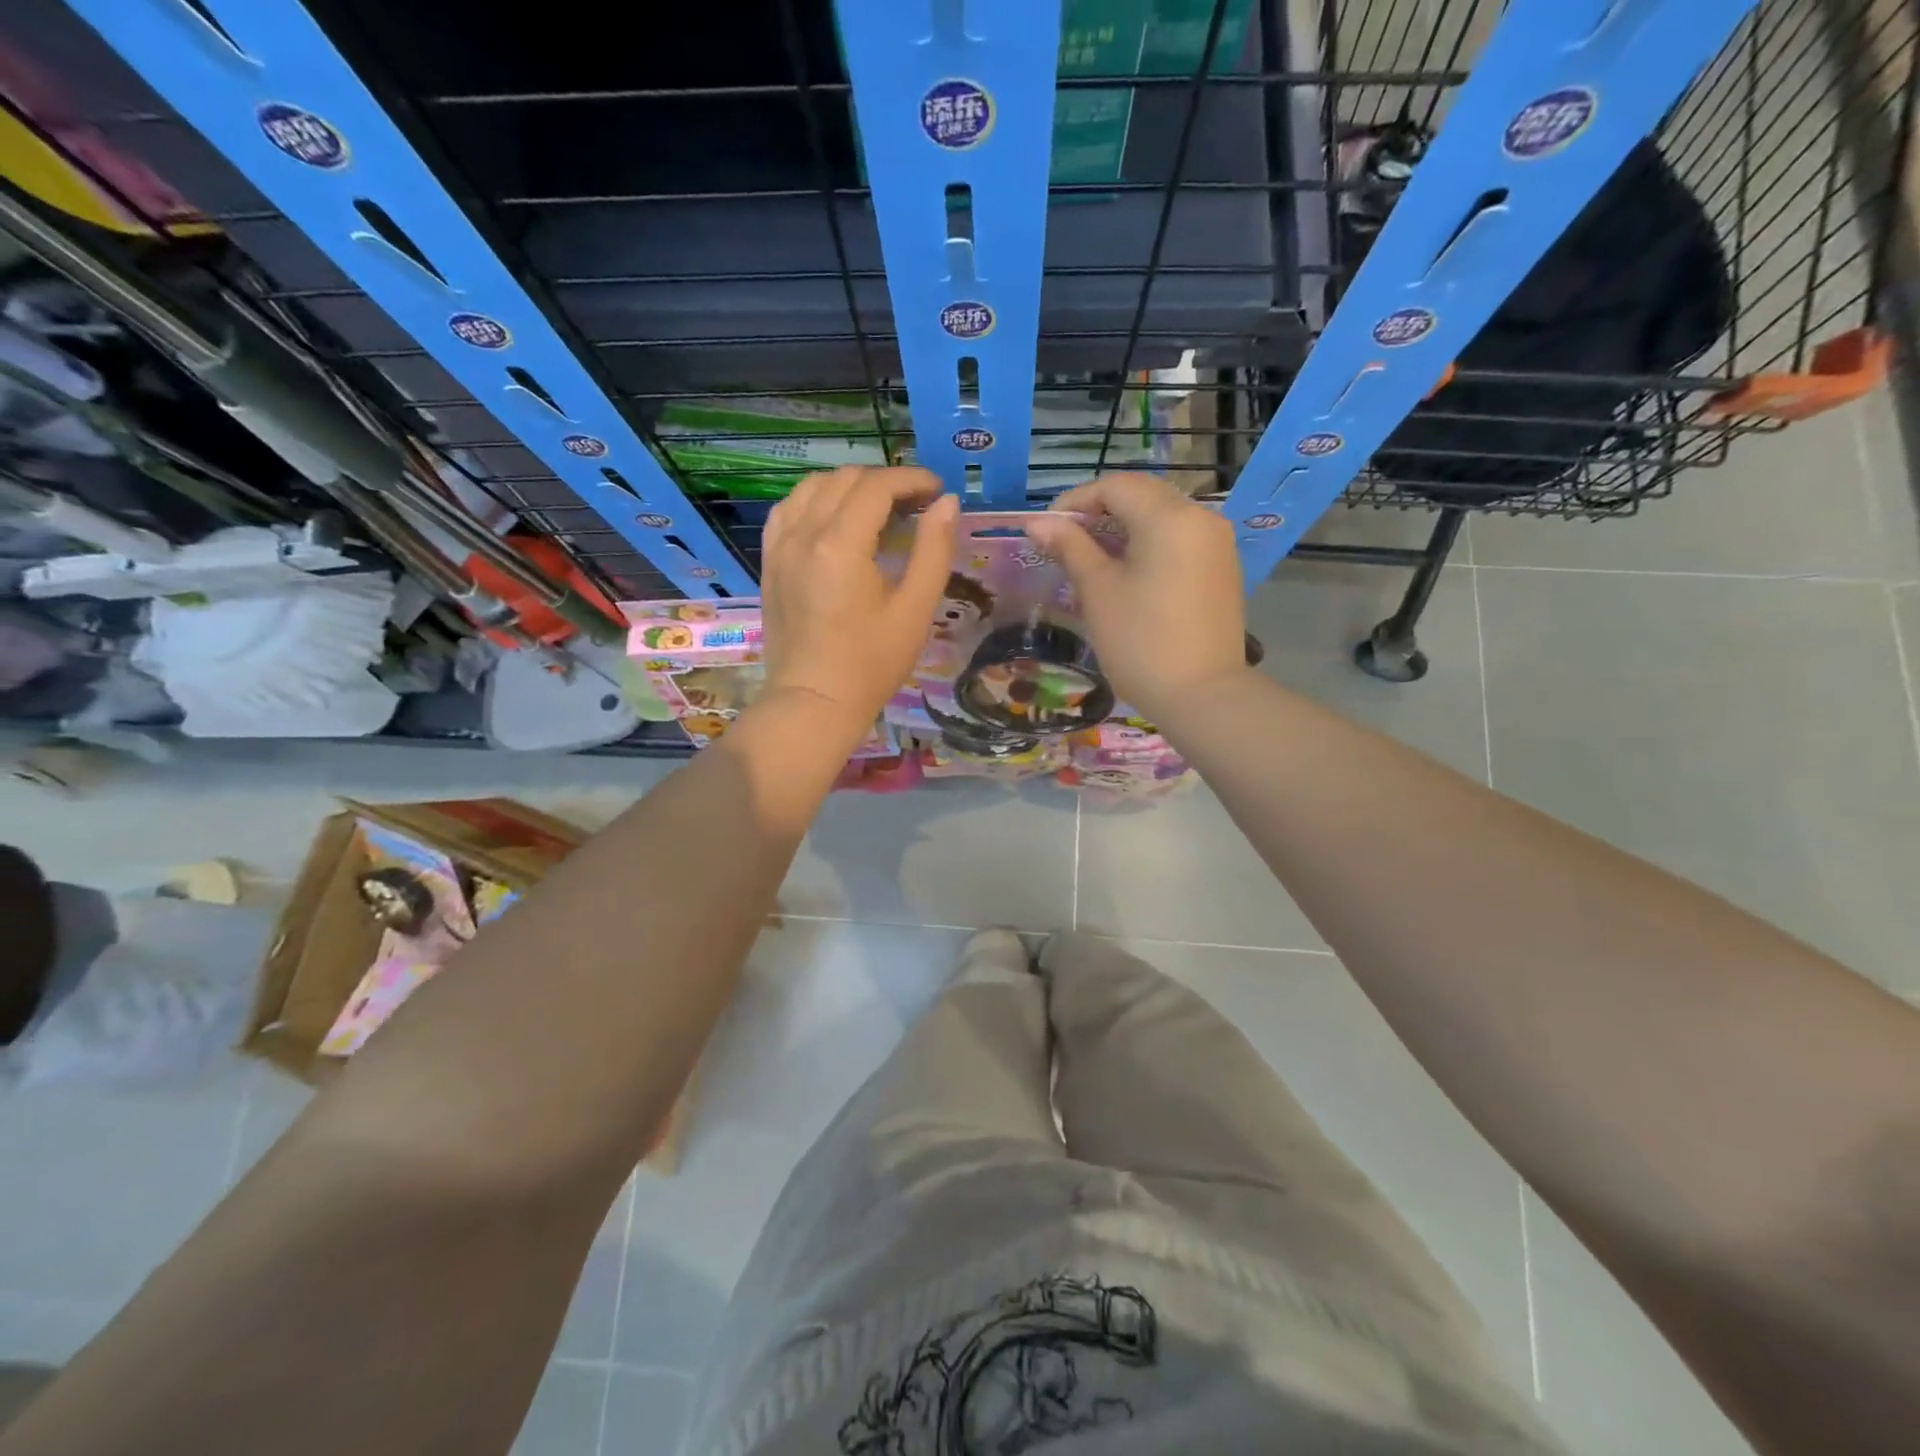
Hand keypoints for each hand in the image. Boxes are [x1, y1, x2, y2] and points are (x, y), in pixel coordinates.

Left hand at [760, 466, 959, 736]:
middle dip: (885, 482)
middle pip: (845, 480)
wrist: (814, 703)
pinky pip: (788, 511)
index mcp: (841, 544)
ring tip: (878, 509)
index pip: (877, 487)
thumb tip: (947, 503)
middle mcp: (804, 534)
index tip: (937, 491)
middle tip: (916, 504)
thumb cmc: (871, 664)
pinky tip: (833, 519)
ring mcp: (780, 547)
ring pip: (812, 488)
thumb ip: (934, 550)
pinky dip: (815, 502)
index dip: (912, 480)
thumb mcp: (915, 610)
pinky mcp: (769, 563)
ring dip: (849, 487)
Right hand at [1024, 474, 1246, 723]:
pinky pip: (1179, 540)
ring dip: (1123, 529)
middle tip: (1065, 545)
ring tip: (1091, 561)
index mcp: (1170, 517)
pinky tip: (1126, 575)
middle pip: (1142, 496)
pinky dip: (1148, 546)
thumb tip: (1037, 523)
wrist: (1203, 696)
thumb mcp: (1098, 591)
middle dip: (1099, 513)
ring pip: (1161, 518)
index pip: (1115, 486)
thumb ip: (1069, 548)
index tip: (1047, 531)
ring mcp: (1217, 544)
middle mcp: (1201, 518)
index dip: (1075, 501)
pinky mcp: (1222, 569)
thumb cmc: (1141, 642)